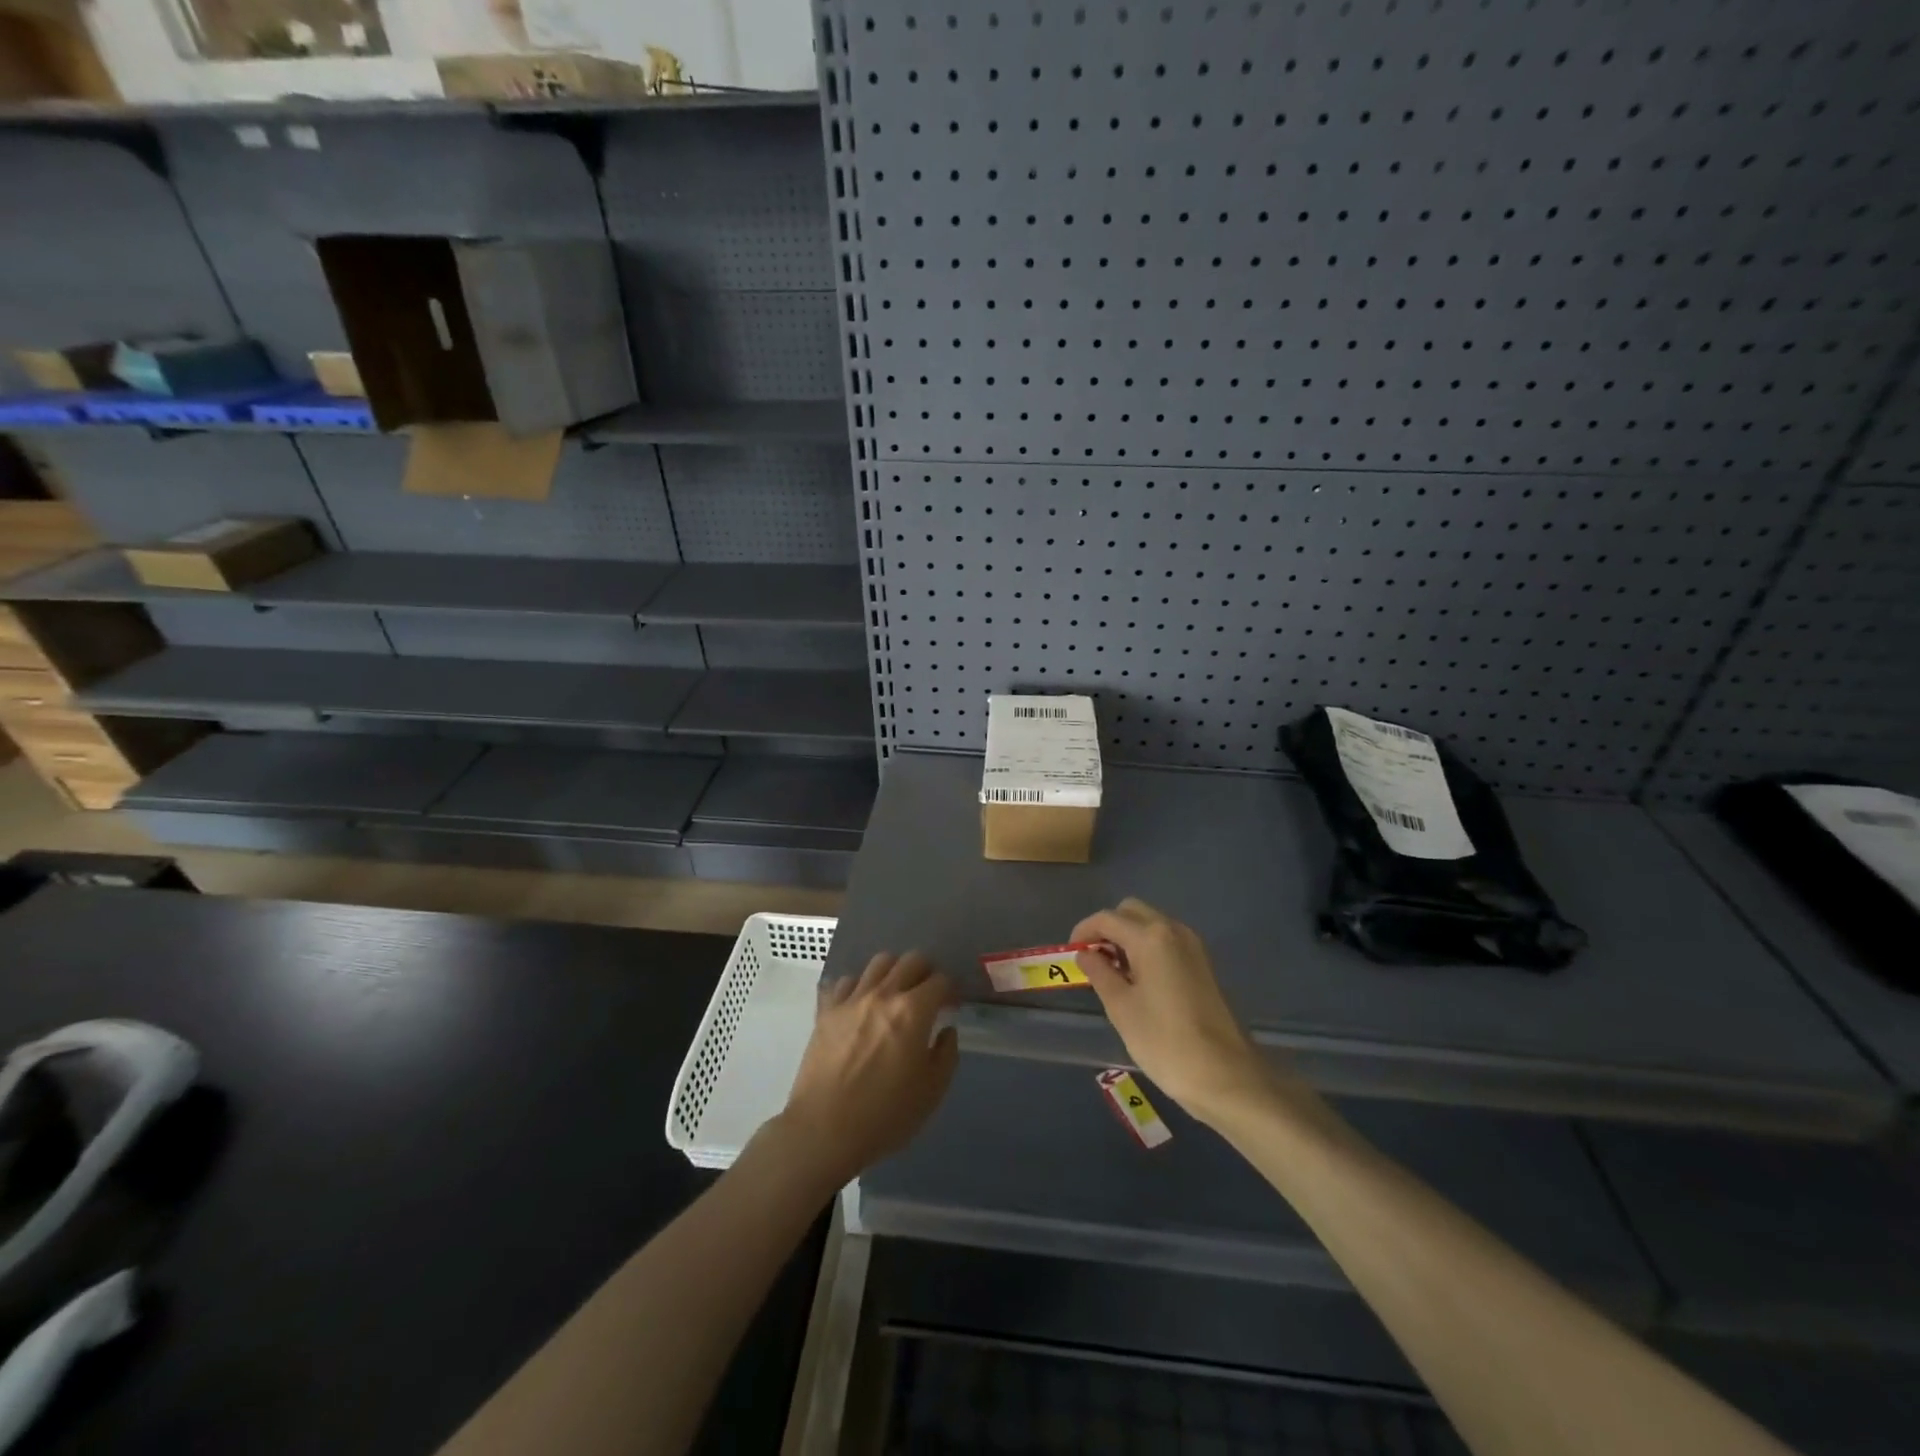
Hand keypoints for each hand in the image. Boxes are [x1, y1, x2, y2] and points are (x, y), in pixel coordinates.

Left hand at [777, 951, 958, 1182]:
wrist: (824, 1130)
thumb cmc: (885, 1116)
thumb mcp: (931, 1092)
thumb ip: (946, 1054)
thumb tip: (946, 1030)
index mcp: (913, 1011)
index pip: (940, 981)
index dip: (951, 990)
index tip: (952, 1006)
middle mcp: (883, 994)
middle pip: (911, 960)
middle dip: (926, 972)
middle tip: (928, 994)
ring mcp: (852, 999)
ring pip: (879, 962)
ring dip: (894, 972)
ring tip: (896, 993)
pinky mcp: (826, 1010)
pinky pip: (847, 981)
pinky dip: (860, 986)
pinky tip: (862, 1005)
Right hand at [1072, 898, 1287, 1123]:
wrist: (1225, 1075)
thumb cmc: (1164, 1041)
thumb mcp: (1121, 1008)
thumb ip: (1099, 973)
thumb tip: (1086, 954)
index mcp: (1151, 937)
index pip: (1107, 919)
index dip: (1084, 931)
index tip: (1071, 953)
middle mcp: (1173, 931)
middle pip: (1131, 912)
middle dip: (1108, 928)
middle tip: (1093, 959)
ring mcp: (1192, 947)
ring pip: (1151, 924)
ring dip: (1128, 937)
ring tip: (1113, 973)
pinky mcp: (1202, 965)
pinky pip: (1166, 941)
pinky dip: (1147, 948)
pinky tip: (1138, 981)